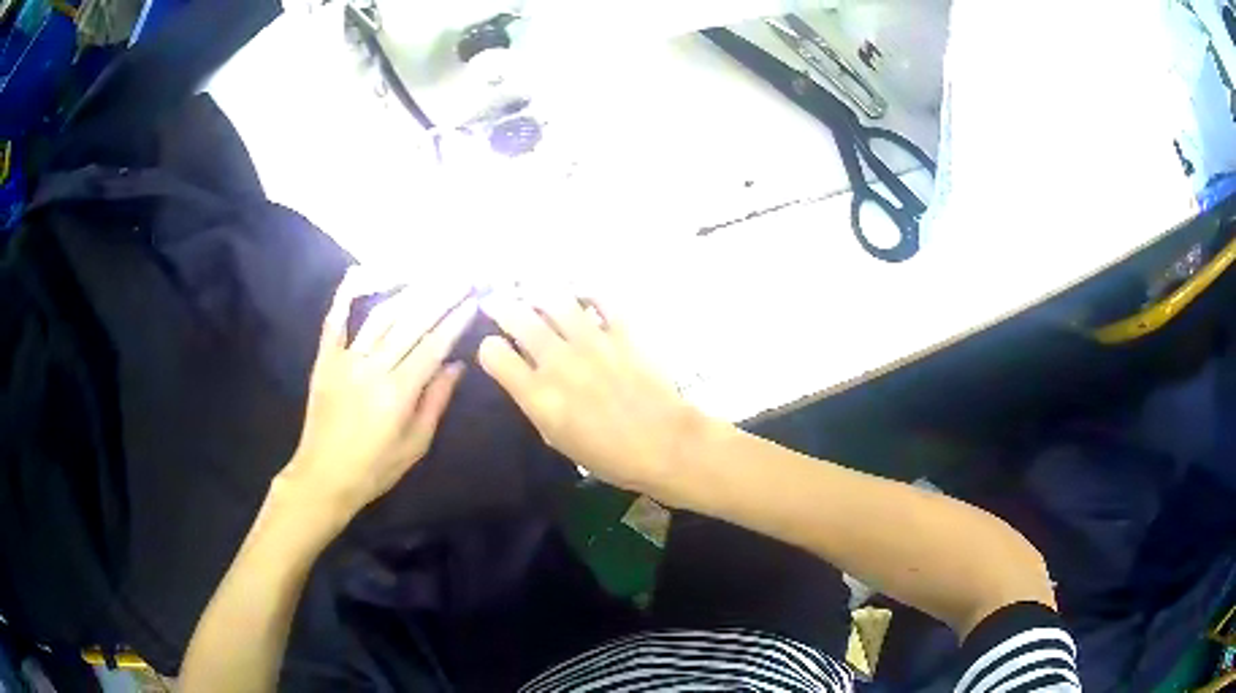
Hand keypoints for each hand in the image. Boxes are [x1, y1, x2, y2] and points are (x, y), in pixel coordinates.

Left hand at [280, 269, 476, 519]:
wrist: (324, 476)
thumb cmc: (375, 468)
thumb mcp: (415, 444)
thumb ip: (435, 401)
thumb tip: (457, 365)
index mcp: (398, 392)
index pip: (433, 347)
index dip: (455, 322)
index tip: (473, 301)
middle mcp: (373, 367)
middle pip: (411, 323)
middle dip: (439, 297)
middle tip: (460, 277)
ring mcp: (346, 359)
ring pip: (381, 317)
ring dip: (407, 293)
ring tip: (429, 276)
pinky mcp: (326, 359)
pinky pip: (335, 322)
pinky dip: (345, 296)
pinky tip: (357, 273)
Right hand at [477, 291, 711, 504]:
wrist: (665, 445)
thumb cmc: (609, 456)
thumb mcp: (558, 440)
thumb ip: (536, 404)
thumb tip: (526, 377)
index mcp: (538, 395)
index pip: (495, 353)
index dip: (489, 348)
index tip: (495, 349)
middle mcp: (558, 362)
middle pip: (518, 318)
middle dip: (502, 308)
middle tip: (498, 303)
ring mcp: (592, 342)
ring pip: (555, 301)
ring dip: (539, 295)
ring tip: (536, 294)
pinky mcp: (622, 332)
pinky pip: (601, 299)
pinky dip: (588, 293)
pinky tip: (582, 297)